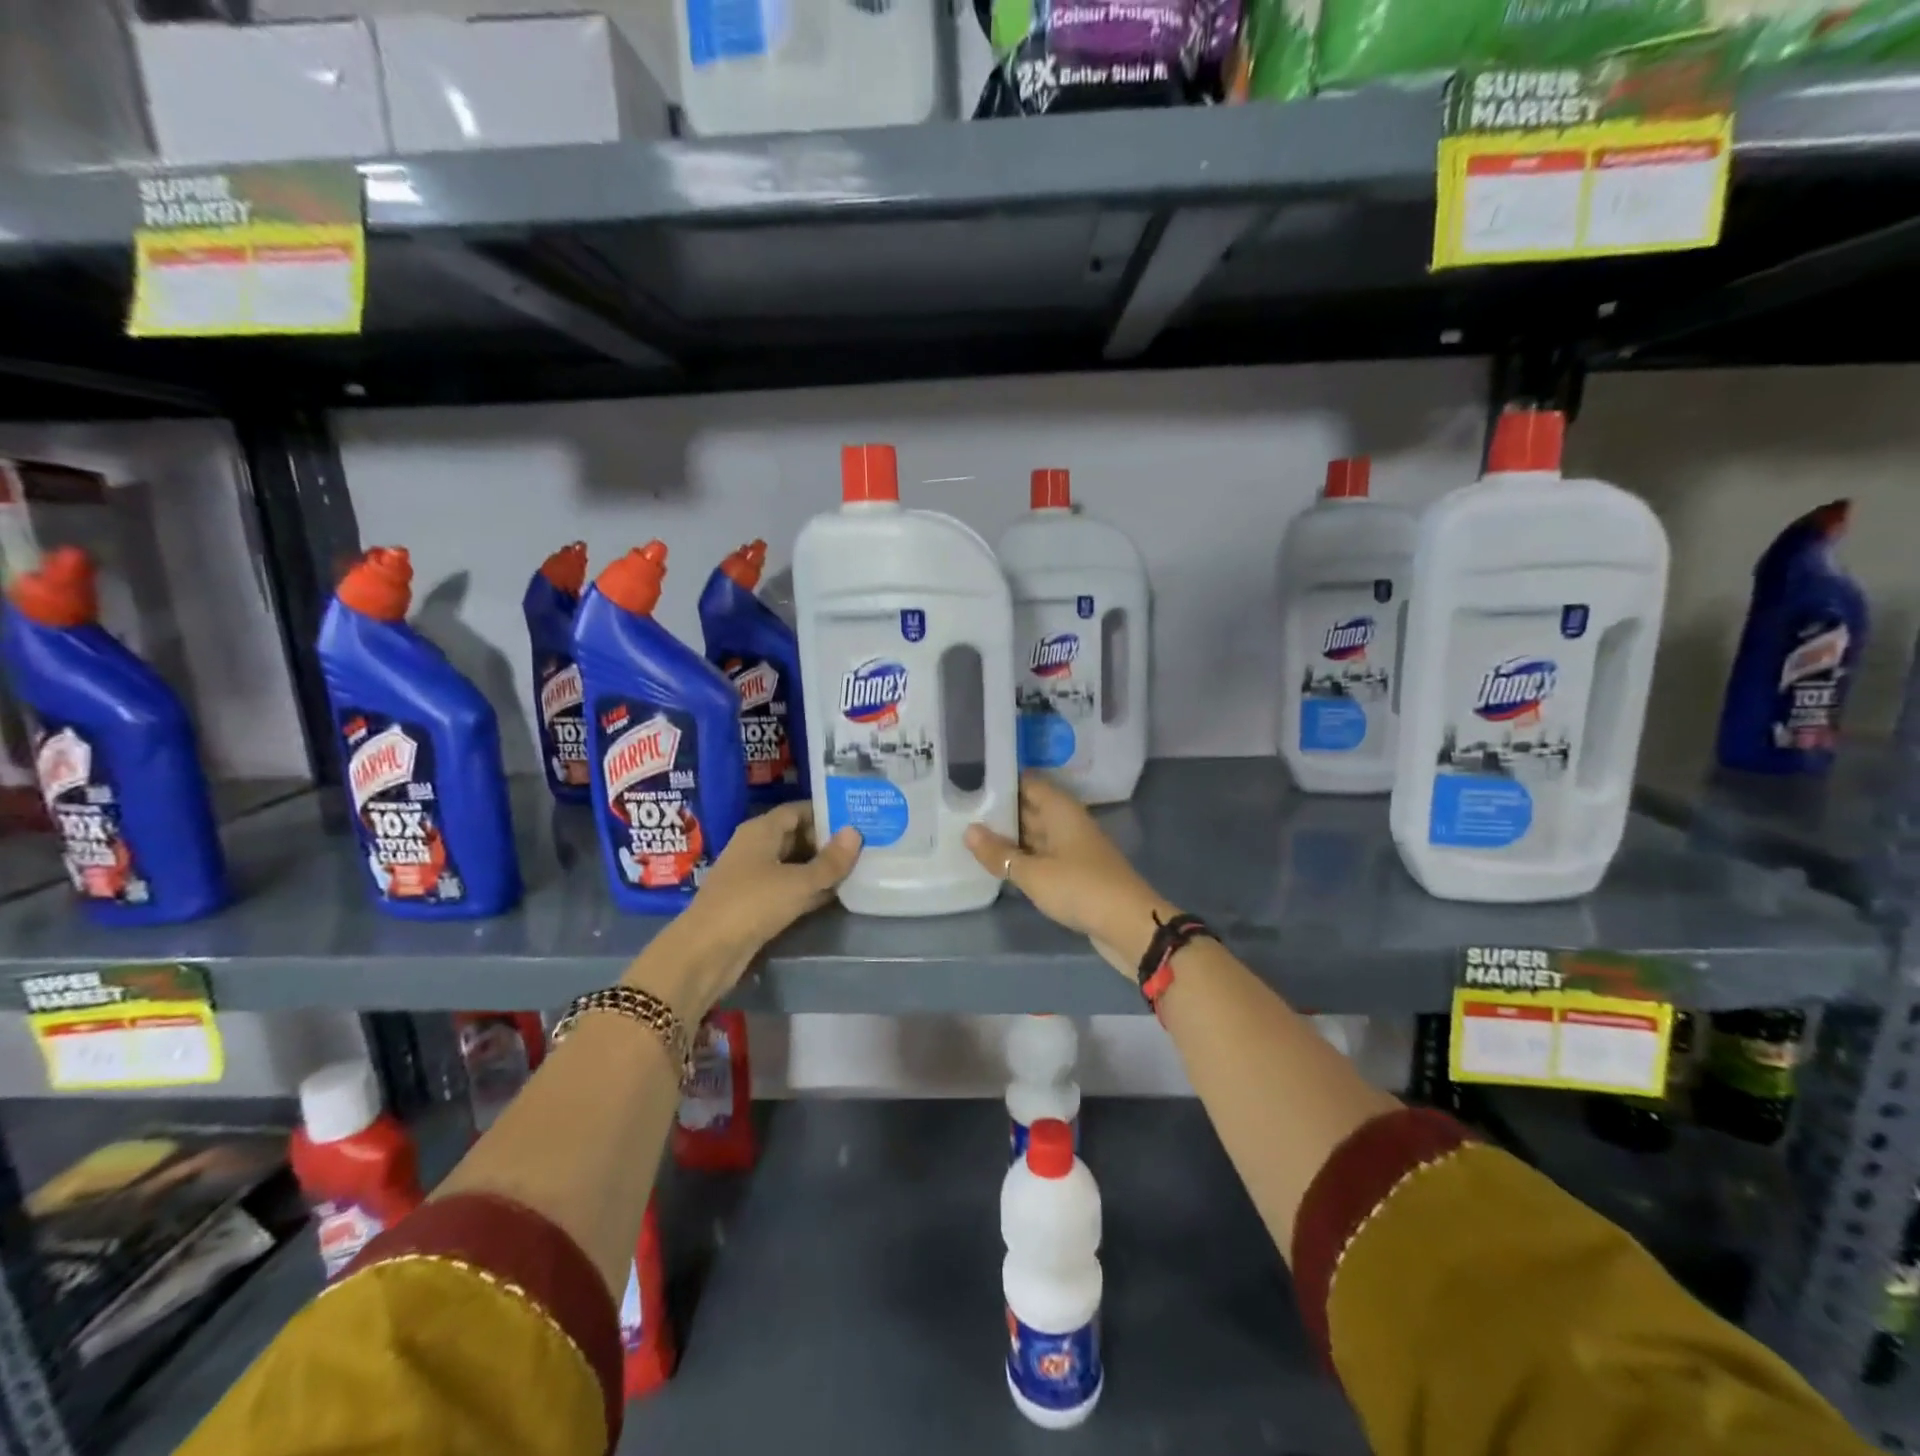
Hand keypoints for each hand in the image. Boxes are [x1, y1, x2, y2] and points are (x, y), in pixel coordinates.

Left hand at [627, 803, 860, 1017]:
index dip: (827, 813)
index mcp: (761, 831)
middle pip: (797, 836)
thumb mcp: (798, 882)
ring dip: (821, 868)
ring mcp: (754, 877)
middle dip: (828, 841)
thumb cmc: (752, 904)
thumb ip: (830, 861)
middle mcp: (756, 848)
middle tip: (866, 844)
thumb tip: (856, 832)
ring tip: (859, 867)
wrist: (706, 952)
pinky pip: (789, 888)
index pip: (798, 810)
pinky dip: (810, 889)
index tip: (858, 818)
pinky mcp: (756, 904)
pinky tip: (838, 894)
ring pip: (795, 864)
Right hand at [964, 773, 1176, 976]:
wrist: (1129, 925)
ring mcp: (1073, 848)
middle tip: (961, 809)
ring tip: (971, 835)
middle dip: (1001, 810)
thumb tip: (969, 830)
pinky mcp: (1076, 872)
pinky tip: (1000, 864)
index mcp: (1061, 810)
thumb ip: (999, 853)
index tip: (970, 782)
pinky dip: (1023, 857)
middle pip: (1031, 807)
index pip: (1028, 783)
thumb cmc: (1080, 888)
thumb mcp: (1033, 873)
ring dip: (1010, 836)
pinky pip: (1043, 856)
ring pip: (1036, 833)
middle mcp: (1068, 822)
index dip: (1001, 780)